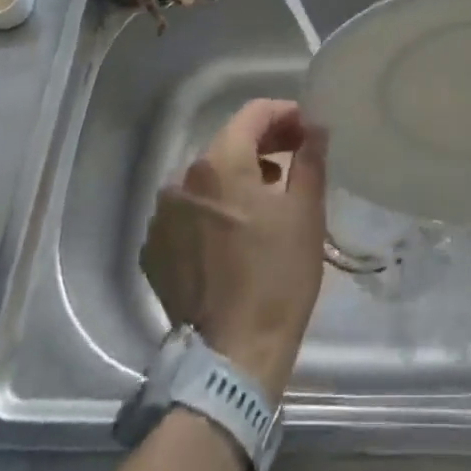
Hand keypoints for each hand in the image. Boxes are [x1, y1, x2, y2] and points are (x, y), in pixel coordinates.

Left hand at [140, 100, 326, 399]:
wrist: (233, 357)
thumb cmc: (277, 277)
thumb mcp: (305, 212)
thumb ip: (310, 158)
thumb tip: (316, 126)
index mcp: (218, 164)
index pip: (252, 114)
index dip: (284, 113)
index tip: (307, 128)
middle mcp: (181, 180)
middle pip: (228, 143)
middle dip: (264, 143)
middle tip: (296, 156)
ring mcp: (162, 217)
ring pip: (207, 177)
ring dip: (238, 176)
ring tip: (269, 196)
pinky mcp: (154, 249)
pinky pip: (189, 211)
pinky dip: (214, 208)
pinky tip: (236, 231)